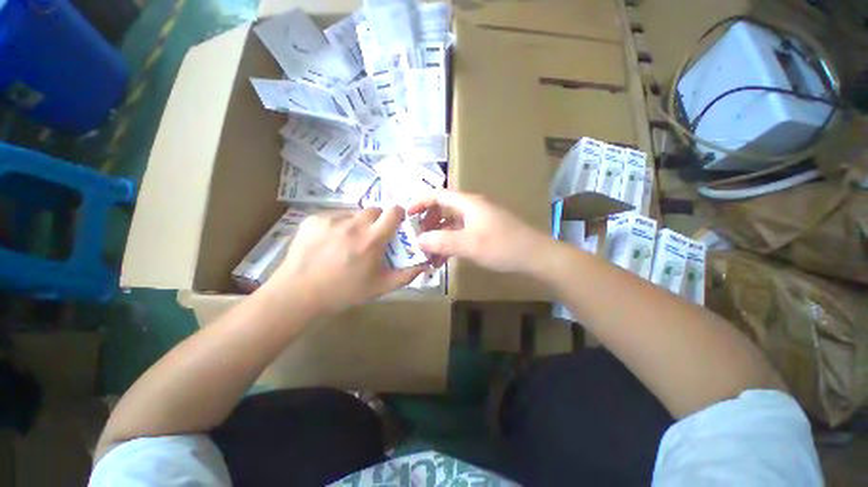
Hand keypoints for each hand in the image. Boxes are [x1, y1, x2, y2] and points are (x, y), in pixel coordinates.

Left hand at [267, 207, 425, 314]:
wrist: (298, 294)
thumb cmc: (344, 292)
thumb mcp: (380, 287)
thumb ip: (405, 275)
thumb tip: (424, 265)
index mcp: (372, 239)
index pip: (393, 211)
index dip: (398, 214)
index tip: (396, 223)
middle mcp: (354, 224)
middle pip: (374, 210)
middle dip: (377, 220)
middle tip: (371, 237)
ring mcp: (332, 219)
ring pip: (353, 213)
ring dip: (357, 224)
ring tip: (347, 242)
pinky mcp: (314, 219)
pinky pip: (334, 216)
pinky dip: (338, 226)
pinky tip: (329, 243)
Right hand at [408, 190, 549, 273]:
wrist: (535, 256)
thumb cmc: (502, 246)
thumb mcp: (469, 244)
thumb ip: (442, 241)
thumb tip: (419, 240)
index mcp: (468, 203)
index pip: (438, 195)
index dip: (420, 202)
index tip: (407, 215)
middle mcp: (473, 207)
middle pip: (444, 208)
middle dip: (429, 222)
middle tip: (419, 238)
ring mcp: (480, 219)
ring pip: (452, 223)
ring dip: (439, 235)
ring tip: (429, 253)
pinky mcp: (485, 230)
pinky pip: (462, 232)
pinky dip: (451, 242)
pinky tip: (445, 257)